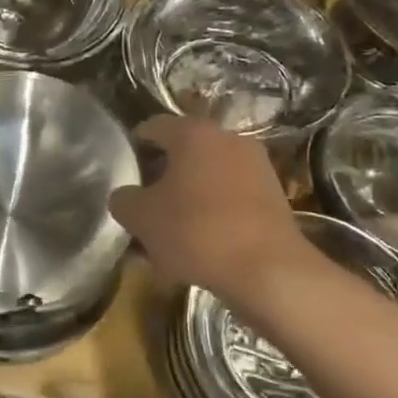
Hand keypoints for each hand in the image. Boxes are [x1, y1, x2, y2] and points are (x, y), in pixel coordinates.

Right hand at [109, 115, 314, 301]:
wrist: (269, 271)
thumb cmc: (196, 232)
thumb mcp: (141, 218)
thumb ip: (124, 199)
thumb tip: (126, 196)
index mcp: (193, 133)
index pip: (153, 126)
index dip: (134, 146)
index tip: (125, 172)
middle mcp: (227, 139)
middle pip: (184, 149)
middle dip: (163, 173)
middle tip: (145, 202)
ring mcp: (256, 166)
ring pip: (208, 174)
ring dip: (188, 193)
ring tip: (172, 226)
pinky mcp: (274, 195)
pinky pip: (231, 195)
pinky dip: (213, 210)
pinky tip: (202, 240)